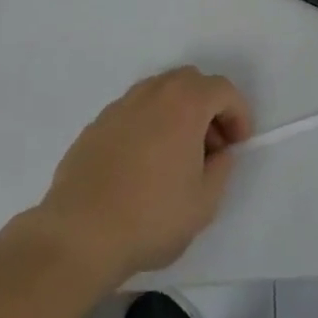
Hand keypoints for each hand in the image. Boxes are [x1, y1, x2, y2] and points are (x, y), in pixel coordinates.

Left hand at [33, 67, 252, 283]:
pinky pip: (133, 112)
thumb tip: (218, 153)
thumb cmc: (151, 218)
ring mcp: (120, 106)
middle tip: (210, 146)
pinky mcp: (95, 125)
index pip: (223, 89)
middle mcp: (152, 94)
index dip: (238, 113)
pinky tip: (142, 164)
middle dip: (207, 107)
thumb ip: (221, 169)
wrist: (79, 235)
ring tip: (175, 155)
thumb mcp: (204, 203)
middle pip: (190, 81)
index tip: (238, 145)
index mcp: (185, 104)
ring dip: (176, 112)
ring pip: (159, 92)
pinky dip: (148, 125)